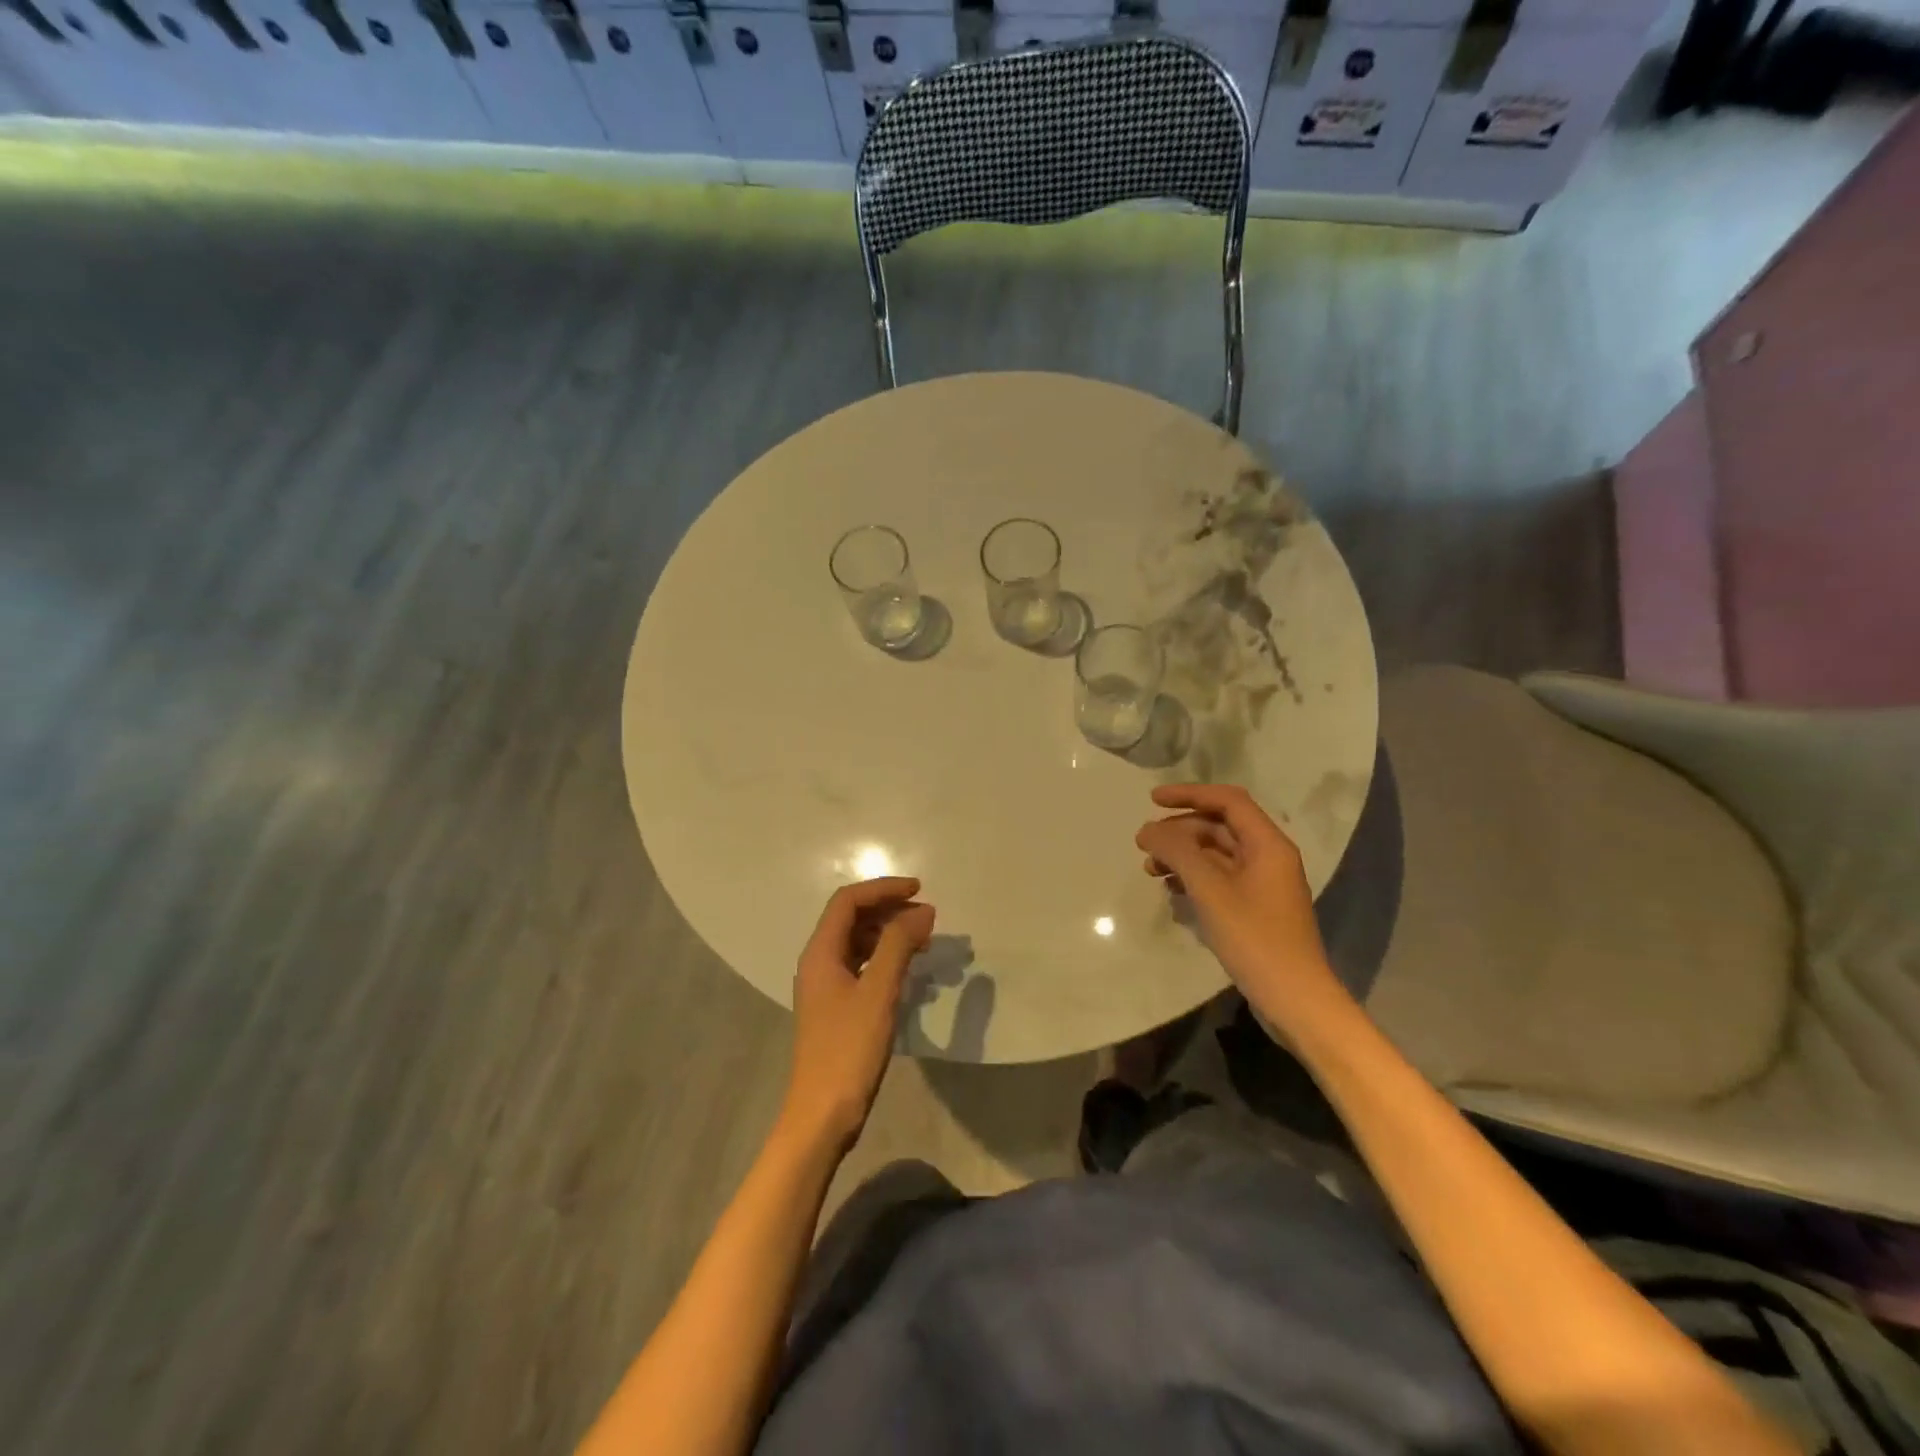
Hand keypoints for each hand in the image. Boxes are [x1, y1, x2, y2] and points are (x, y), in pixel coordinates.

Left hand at [783, 877, 934, 1150]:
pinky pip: (862, 966)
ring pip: (858, 943)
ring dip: (890, 934)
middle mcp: (818, 962)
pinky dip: (886, 959)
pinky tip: (909, 971)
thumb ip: (898, 945)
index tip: (920, 890)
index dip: (884, 889)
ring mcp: (826, 986)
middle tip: (928, 917)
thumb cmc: (849, 1050)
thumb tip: (923, 911)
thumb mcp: (878, 992)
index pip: (848, 901)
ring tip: (925, 941)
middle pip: (852, 918)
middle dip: (889, 910)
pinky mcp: (836, 1007)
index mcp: (820, 952)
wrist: (822, 1115)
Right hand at [1136, 784, 1342, 1012]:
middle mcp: (1268, 857)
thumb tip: (1148, 829)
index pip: (1227, 800)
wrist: (1295, 1000)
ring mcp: (1262, 884)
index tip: (1152, 800)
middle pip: (1218, 827)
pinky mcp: (1254, 908)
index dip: (1189, 794)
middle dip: (1179, 830)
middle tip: (1143, 845)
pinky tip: (1171, 891)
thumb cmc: (1255, 939)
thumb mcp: (1210, 890)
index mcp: (1267, 844)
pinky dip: (1193, 877)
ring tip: (1150, 870)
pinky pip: (1219, 879)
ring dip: (1182, 855)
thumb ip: (1178, 852)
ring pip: (1216, 854)